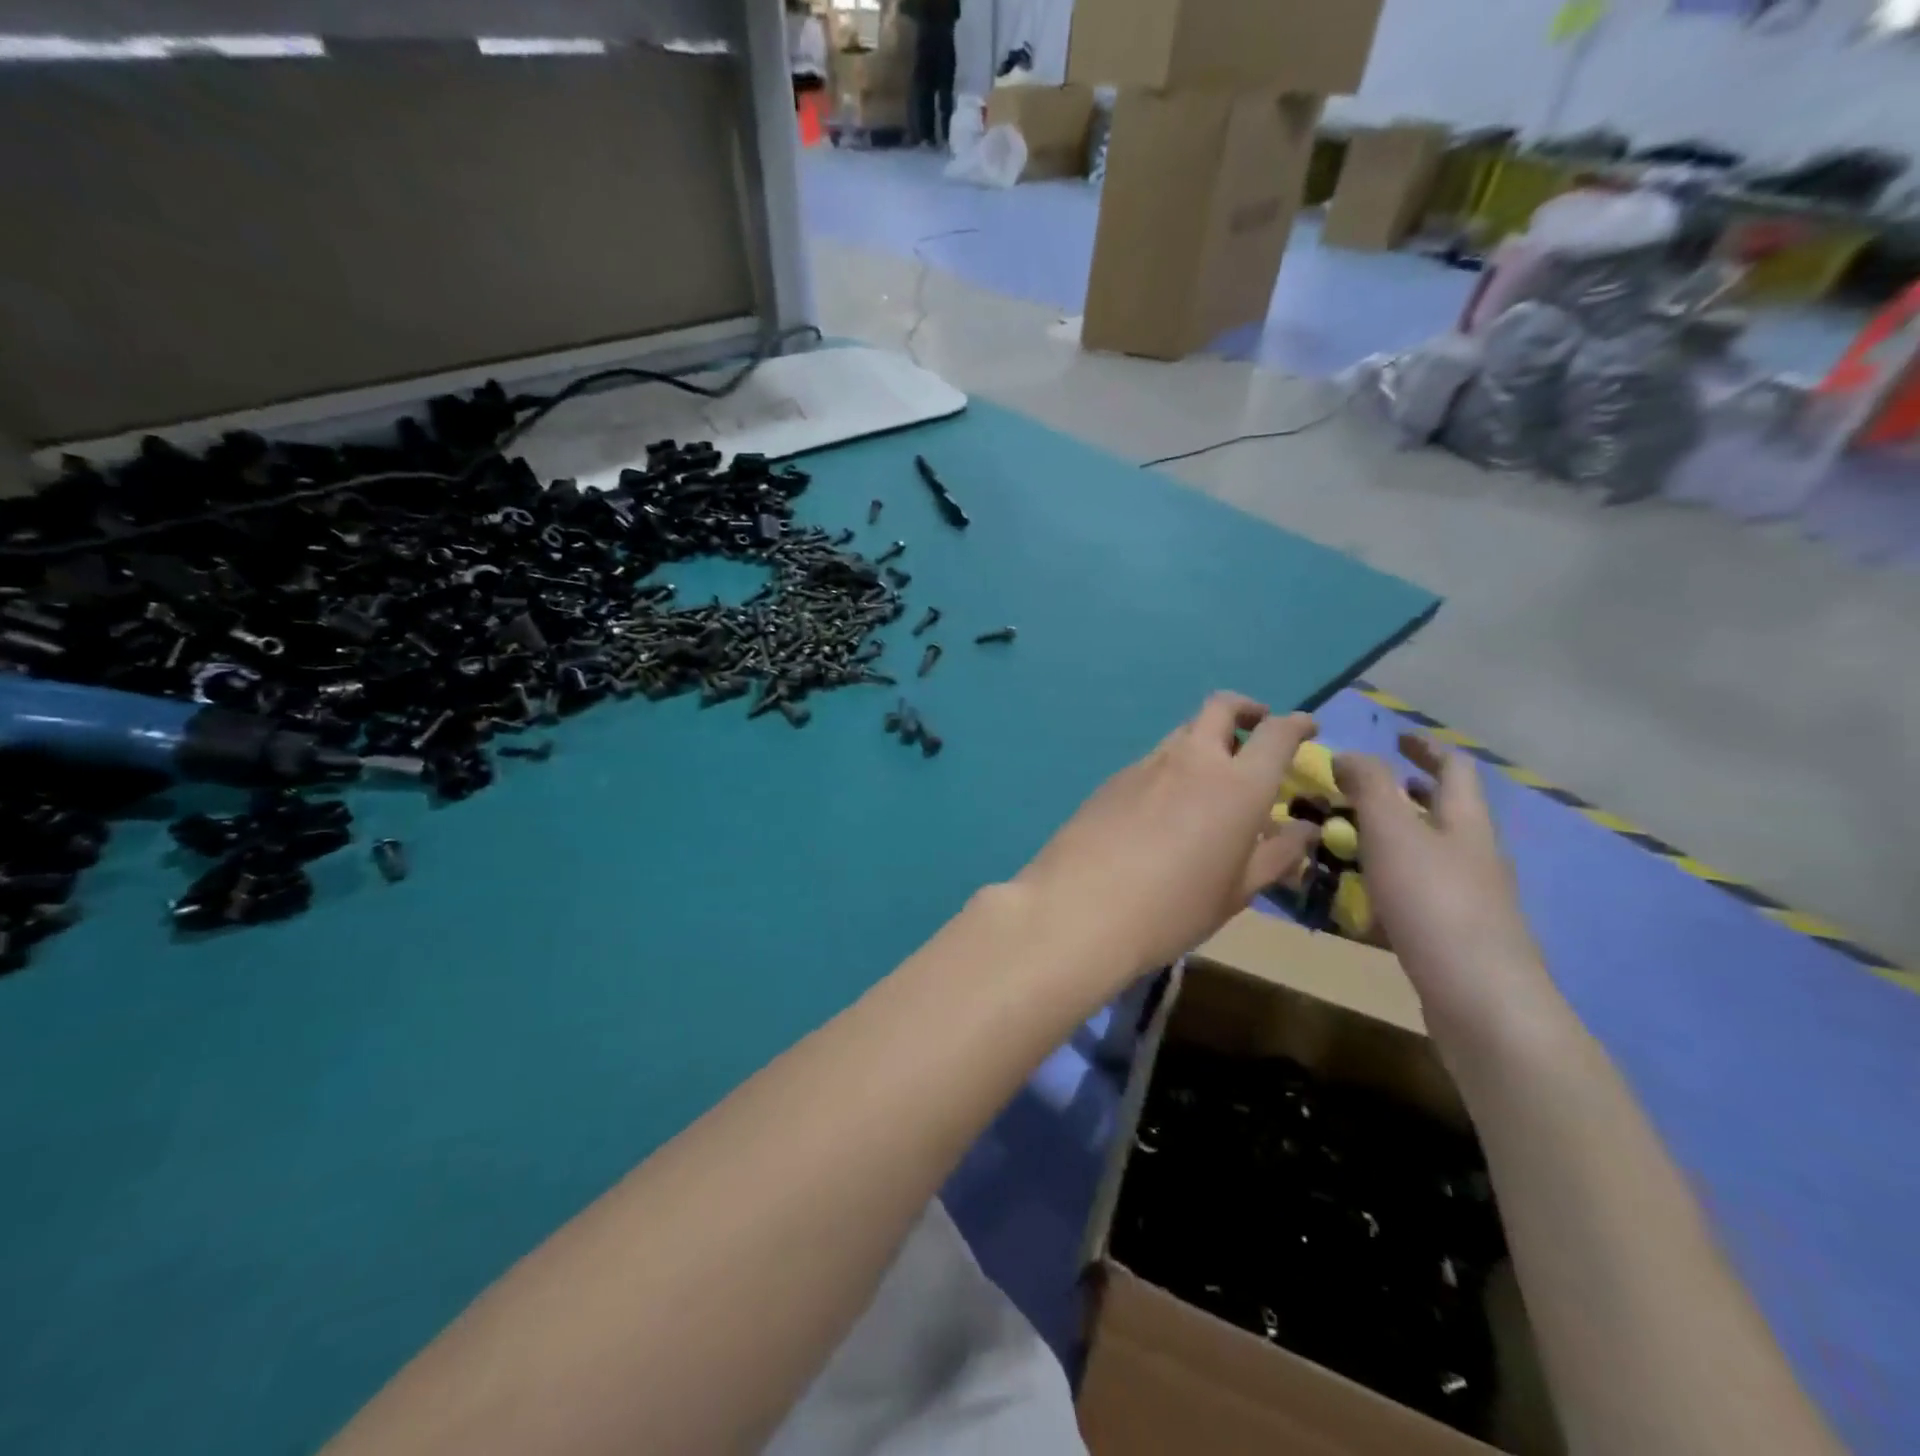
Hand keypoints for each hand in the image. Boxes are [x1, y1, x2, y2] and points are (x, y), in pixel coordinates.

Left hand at [1015, 694, 1319, 976]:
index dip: (1296, 724)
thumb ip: (1276, 854)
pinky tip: (1162, 810)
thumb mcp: (1238, 892)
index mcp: (1237, 784)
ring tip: (1209, 782)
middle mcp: (1192, 760)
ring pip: (1183, 733)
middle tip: (1254, 732)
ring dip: (1204, 741)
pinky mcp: (1112, 779)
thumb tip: (1304, 830)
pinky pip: (1152, 762)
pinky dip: (1170, 770)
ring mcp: (1146, 765)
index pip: (1276, 732)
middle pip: (1221, 707)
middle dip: (1245, 710)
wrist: (1081, 908)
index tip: (1304, 729)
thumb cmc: (1174, 909)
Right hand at [1334, 736, 1550, 1031]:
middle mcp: (1475, 855)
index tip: (1395, 737)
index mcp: (1465, 822)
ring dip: (1395, 837)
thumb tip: (1349, 753)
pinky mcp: (1456, 935)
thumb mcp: (1393, 832)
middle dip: (1409, 793)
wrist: (1480, 997)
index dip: (1425, 748)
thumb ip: (1369, 787)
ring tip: (1351, 838)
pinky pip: (1421, 891)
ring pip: (1431, 852)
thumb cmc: (1434, 902)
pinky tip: (1363, 896)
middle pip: (1447, 811)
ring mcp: (1471, 898)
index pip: (1454, 769)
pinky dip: (1392, 879)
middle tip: (1364, 788)